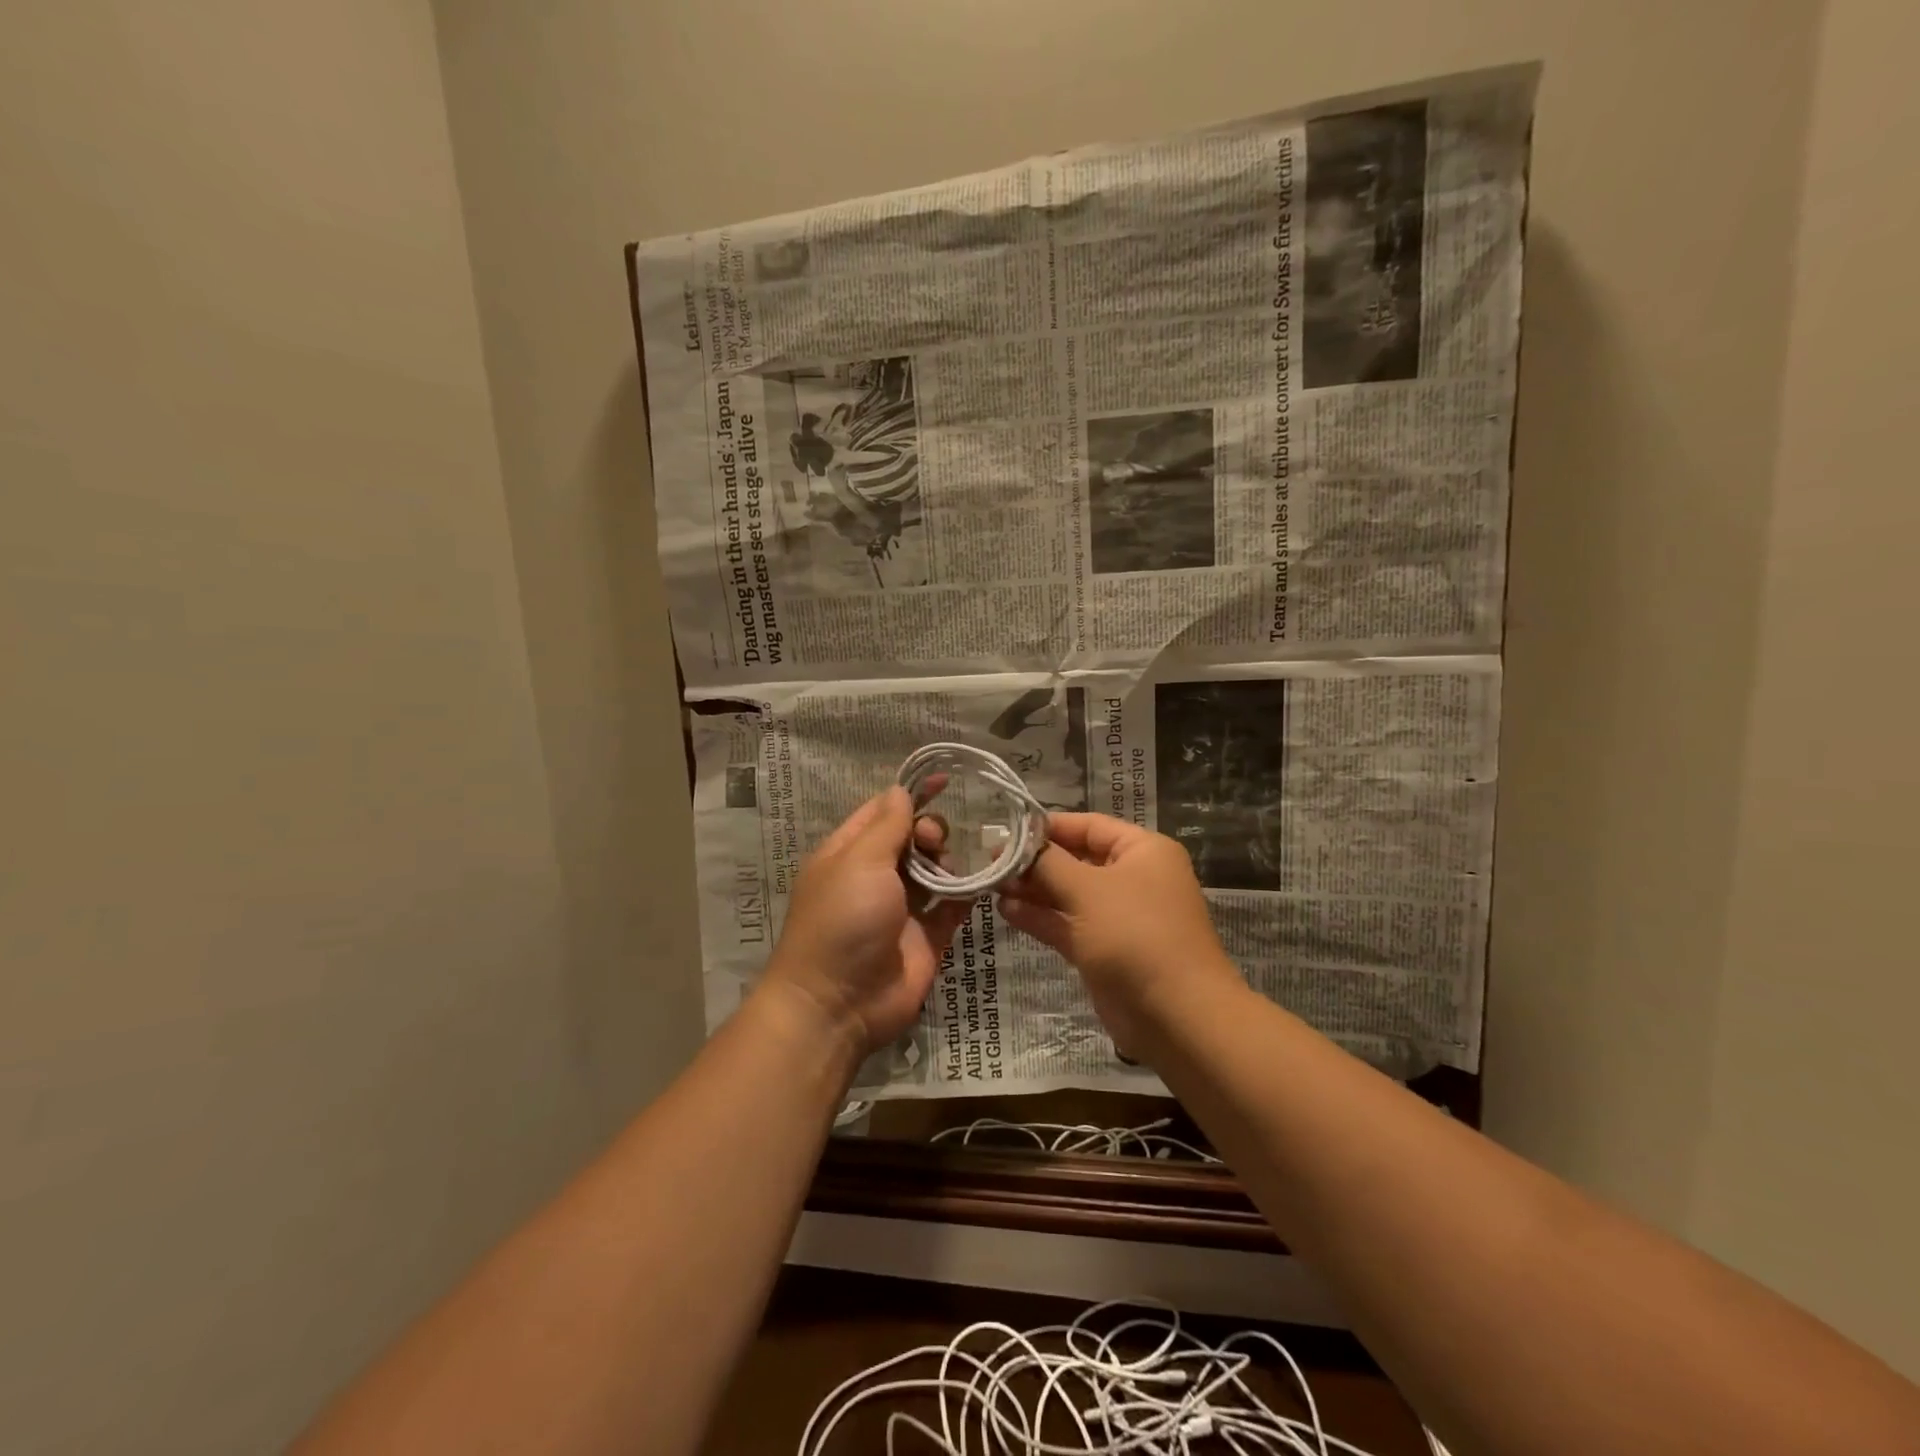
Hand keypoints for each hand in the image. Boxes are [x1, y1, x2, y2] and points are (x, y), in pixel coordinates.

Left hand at [760, 787, 970, 1062]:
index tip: (944, 780)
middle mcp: (875, 877)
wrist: (839, 1005)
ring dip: (949, 862)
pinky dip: (967, 892)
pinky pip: (953, 905)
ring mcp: (902, 908)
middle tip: (932, 845)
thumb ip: (887, 825)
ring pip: (936, 869)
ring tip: (948, 874)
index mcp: (849, 854)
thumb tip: (901, 790)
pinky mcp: (927, 937)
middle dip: (930, 832)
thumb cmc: (843, 921)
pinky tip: (980, 883)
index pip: (882, 812)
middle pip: (913, 838)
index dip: (911, 795)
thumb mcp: (859, 861)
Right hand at [997, 812, 1245, 1056]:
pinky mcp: (1105, 951)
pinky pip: (1068, 924)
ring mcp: (1119, 917)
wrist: (1176, 1017)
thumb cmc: (1135, 935)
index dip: (1047, 827)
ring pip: (1069, 894)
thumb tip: (1018, 843)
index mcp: (1142, 851)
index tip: (1006, 832)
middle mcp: (1133, 878)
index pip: (1088, 826)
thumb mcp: (1088, 889)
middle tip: (990, 861)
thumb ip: (1049, 863)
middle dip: (1035, 861)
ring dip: (1033, 889)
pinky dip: (1041, 917)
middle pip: (1077, 859)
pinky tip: (1006, 910)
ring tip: (991, 884)